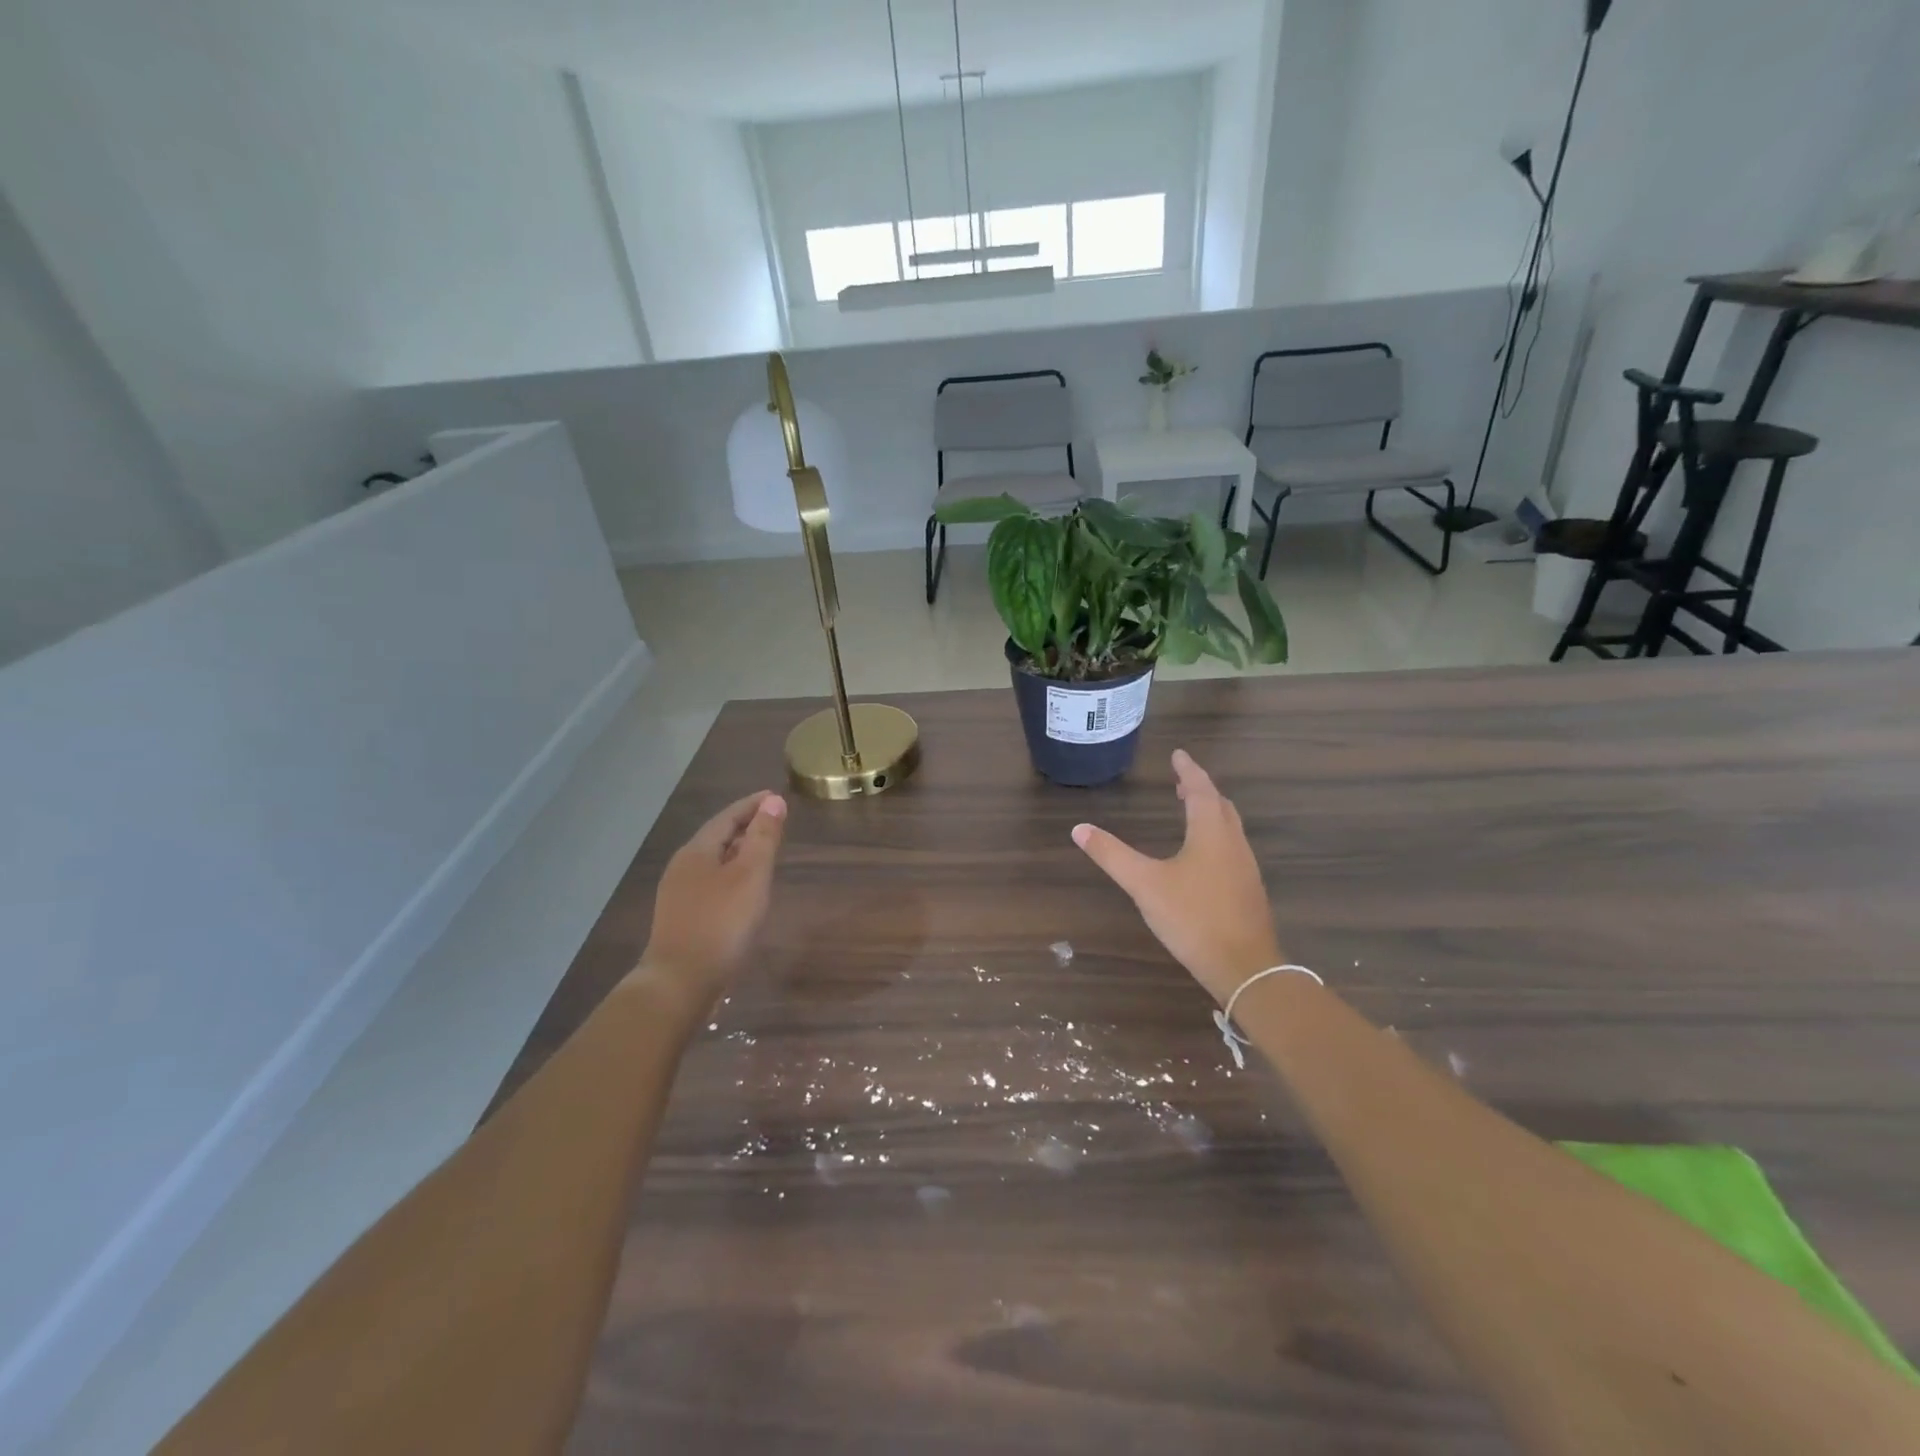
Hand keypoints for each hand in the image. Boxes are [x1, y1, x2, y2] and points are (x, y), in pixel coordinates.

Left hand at [640, 790, 787, 1013]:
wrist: (681, 982)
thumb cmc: (721, 923)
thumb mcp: (750, 875)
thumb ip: (763, 837)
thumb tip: (774, 801)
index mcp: (697, 851)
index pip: (728, 816)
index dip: (753, 805)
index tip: (776, 797)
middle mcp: (683, 866)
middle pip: (717, 836)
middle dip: (745, 826)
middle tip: (774, 821)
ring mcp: (678, 893)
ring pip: (714, 861)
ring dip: (739, 851)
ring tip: (763, 851)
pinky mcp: (682, 917)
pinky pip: (711, 882)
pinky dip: (731, 874)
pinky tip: (744, 889)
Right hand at [1072, 750, 1281, 1004]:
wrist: (1244, 968)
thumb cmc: (1193, 918)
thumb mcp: (1144, 885)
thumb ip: (1112, 855)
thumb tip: (1079, 828)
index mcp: (1211, 833)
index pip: (1201, 790)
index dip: (1188, 770)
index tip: (1178, 754)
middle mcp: (1233, 844)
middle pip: (1220, 805)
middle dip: (1201, 790)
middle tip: (1181, 782)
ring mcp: (1245, 868)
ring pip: (1229, 828)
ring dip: (1210, 812)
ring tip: (1190, 812)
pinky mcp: (1248, 890)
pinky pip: (1232, 848)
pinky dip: (1216, 836)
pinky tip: (1202, 857)